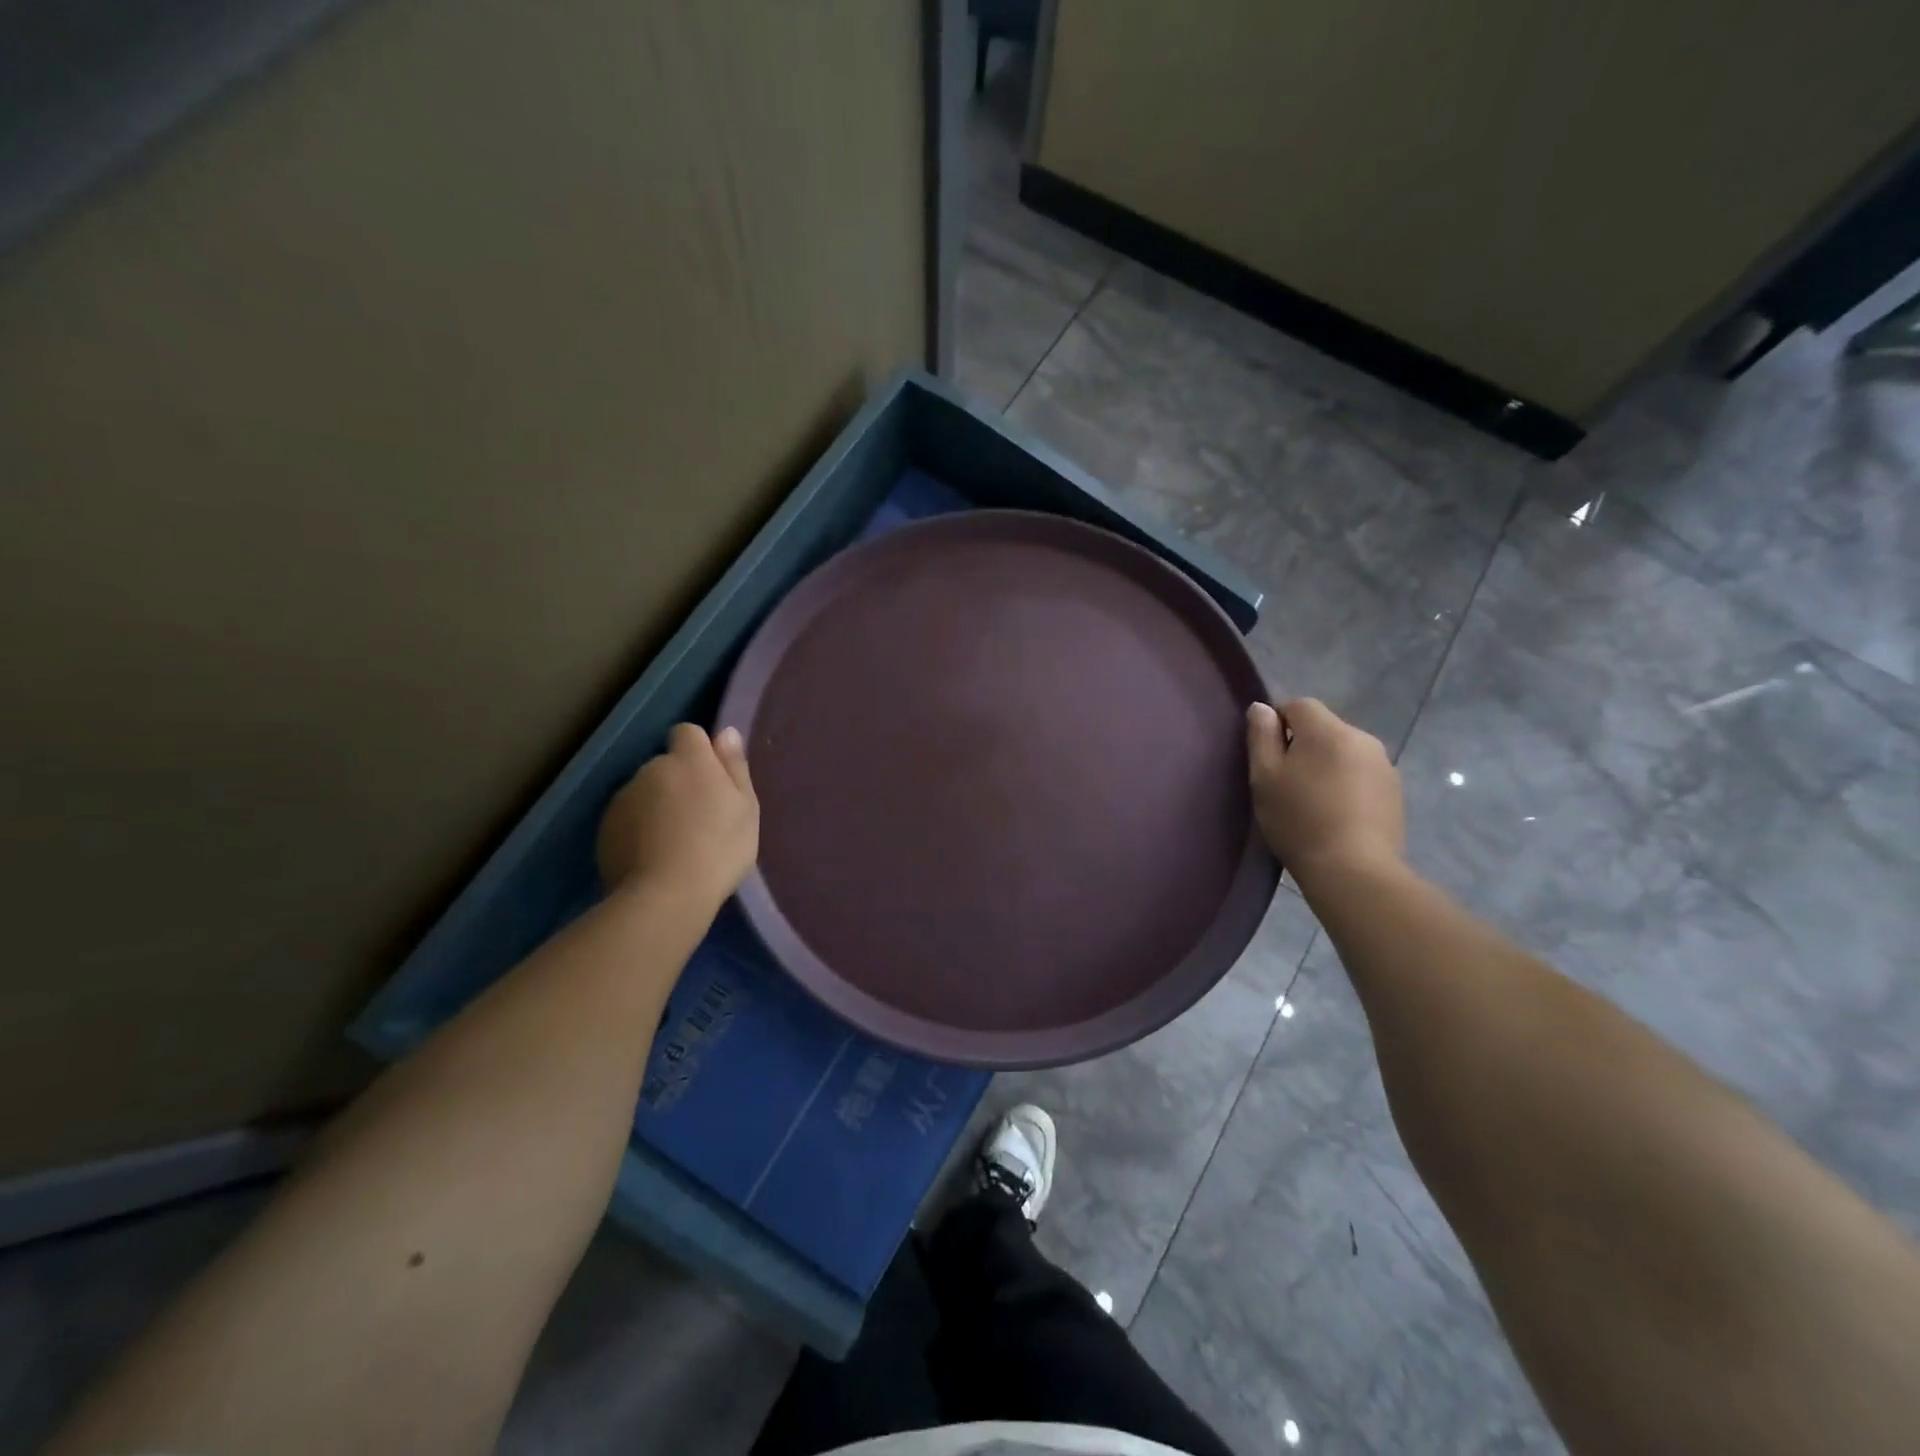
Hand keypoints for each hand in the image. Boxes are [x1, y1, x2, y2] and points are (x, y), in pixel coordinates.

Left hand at [597, 724, 758, 908]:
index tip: (713, 779)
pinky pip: (628, 820)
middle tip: (700, 820)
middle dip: (679, 783)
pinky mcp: (605, 828)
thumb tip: (725, 732)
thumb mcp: (746, 807)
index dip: (700, 751)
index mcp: (689, 760)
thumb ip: (734, 766)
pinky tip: (654, 858)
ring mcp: (623, 798)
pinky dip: (639, 831)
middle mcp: (651, 769)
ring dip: (658, 807)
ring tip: (675, 844)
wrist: (665, 895)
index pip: (688, 733)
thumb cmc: (719, 847)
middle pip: (666, 765)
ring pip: (645, 793)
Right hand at [1246, 698, 1403, 883]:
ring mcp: (1384, 765)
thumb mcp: (1264, 777)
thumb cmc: (1299, 820)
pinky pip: (1361, 774)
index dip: (1277, 722)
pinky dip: (1346, 784)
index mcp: (1328, 731)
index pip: (1299, 705)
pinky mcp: (1395, 792)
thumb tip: (1262, 708)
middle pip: (1324, 728)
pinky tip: (1336, 814)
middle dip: (1303, 745)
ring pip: (1344, 751)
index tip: (1267, 755)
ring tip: (1312, 800)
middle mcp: (1362, 738)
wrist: (1353, 871)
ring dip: (1327, 765)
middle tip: (1286, 782)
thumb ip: (1261, 736)